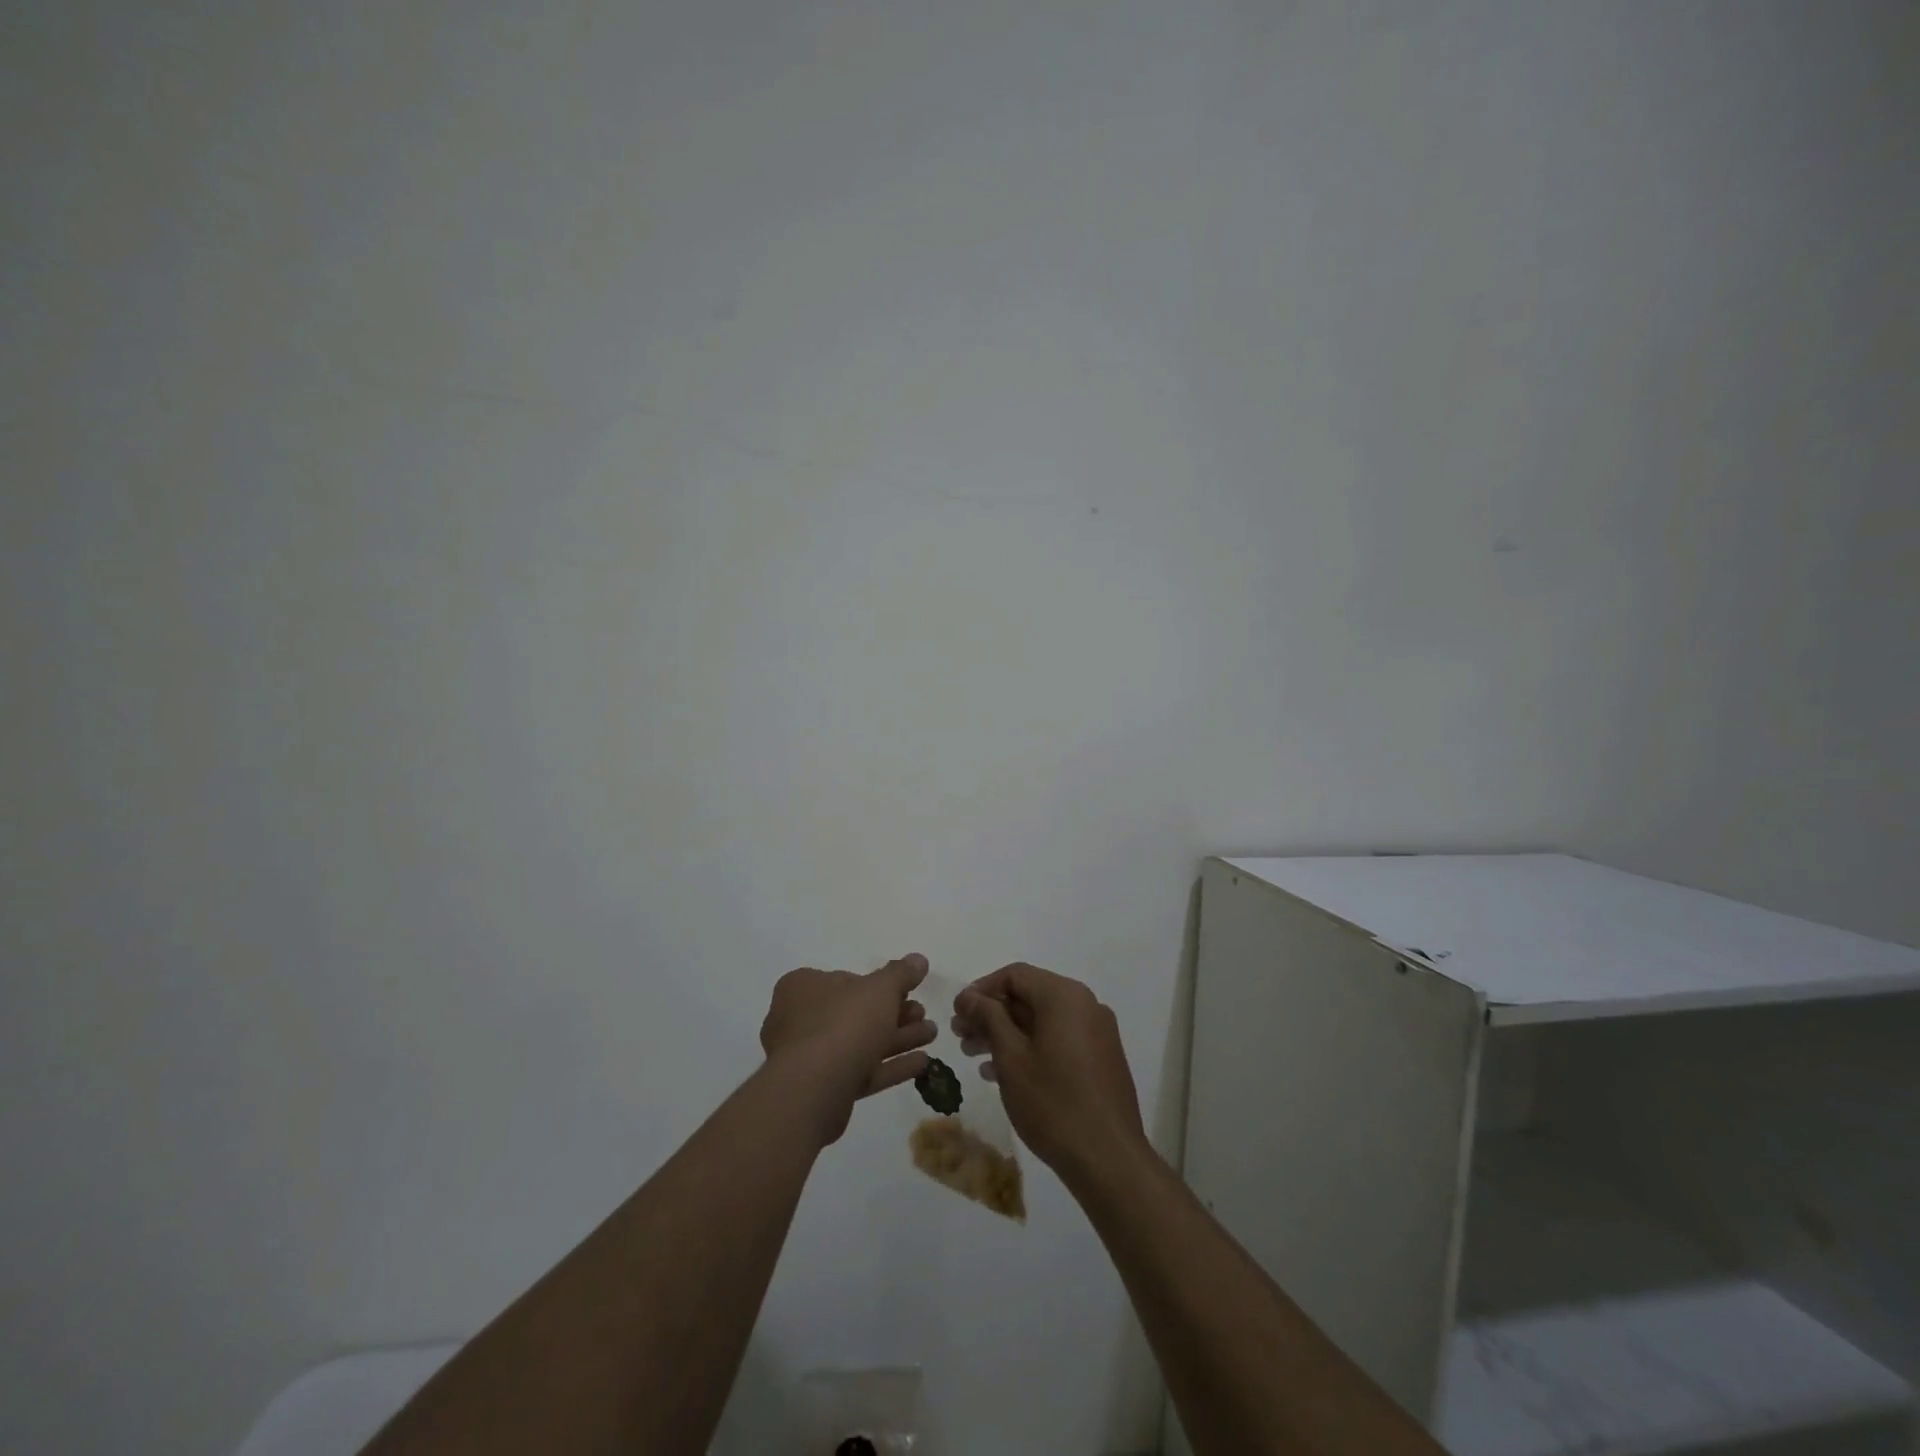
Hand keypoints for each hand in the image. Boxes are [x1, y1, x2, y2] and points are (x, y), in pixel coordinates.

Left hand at [760, 955, 936, 1145]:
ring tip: (931, 1034)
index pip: (845, 979)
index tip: (907, 991)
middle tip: (923, 1014)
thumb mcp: (880, 989)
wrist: (812, 1091)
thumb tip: (919, 959)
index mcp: (803, 987)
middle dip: (895, 1014)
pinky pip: (860, 1072)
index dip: (879, 985)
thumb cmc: (843, 1024)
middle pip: (856, 1013)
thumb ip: (901, 973)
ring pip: (860, 1043)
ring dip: (898, 1039)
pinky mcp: (821, 1090)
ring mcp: (809, 1057)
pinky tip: (922, 1063)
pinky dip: (889, 1066)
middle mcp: (800, 1019)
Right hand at [953, 963, 1150, 1188]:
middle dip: (992, 1014)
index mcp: (1065, 996)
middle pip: (1029, 996)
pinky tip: (1003, 1073)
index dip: (981, 989)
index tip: (957, 1012)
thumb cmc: (1053, 1103)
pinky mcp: (1101, 1058)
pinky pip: (1059, 1039)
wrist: (1109, 1160)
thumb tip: (969, 996)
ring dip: (1007, 1033)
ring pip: (1043, 1020)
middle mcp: (1085, 1005)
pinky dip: (1030, 1047)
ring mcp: (1097, 1033)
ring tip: (974, 1055)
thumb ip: (988, 1018)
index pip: (1015, 975)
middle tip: (960, 1035)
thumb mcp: (1011, 1057)